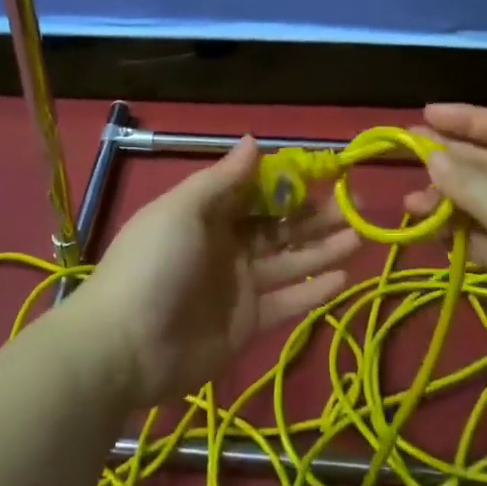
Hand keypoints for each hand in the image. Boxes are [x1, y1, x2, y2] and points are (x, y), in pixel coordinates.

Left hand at [70, 137, 360, 407]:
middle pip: (279, 226)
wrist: (124, 345)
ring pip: (290, 261)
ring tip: (362, 237)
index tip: (327, 175)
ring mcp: (238, 286)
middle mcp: (227, 245)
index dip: (290, 184)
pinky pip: (287, 302)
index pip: (257, 192)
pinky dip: (314, 291)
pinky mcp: (247, 324)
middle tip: (356, 208)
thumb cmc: (154, 263)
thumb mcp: (184, 209)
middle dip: (316, 216)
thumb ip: (223, 179)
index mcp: (208, 214)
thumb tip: (254, 140)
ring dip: (324, 249)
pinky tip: (345, 277)